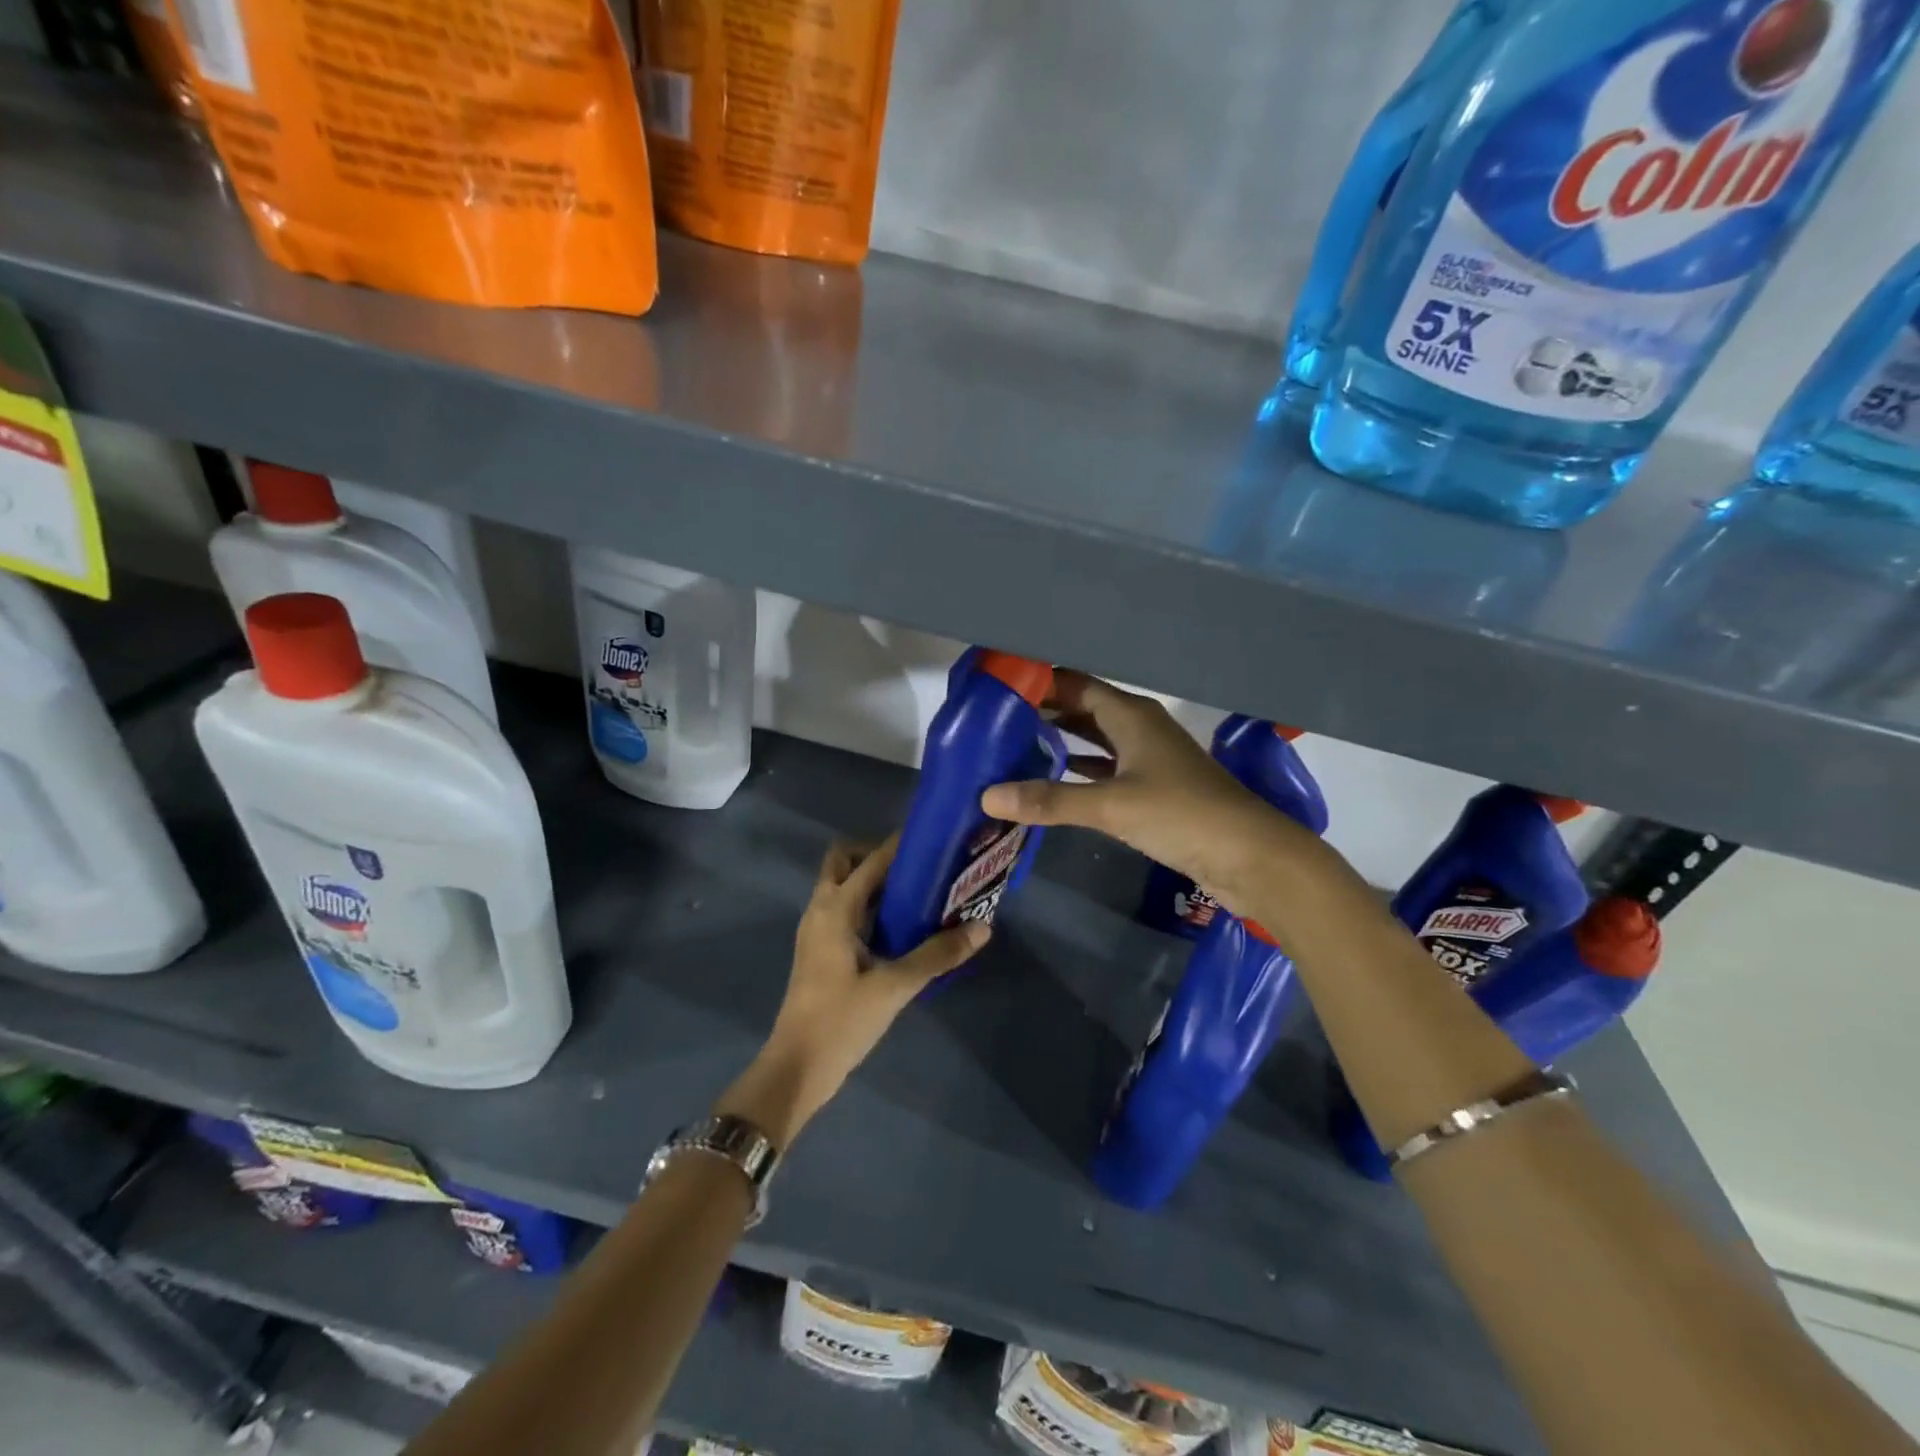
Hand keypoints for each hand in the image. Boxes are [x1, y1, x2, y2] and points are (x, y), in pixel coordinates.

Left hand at [716, 835, 987, 1147]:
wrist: (797, 1068)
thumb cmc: (841, 1020)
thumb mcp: (894, 987)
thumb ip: (938, 955)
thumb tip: (982, 927)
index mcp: (835, 908)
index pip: (872, 859)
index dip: (901, 844)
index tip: (935, 837)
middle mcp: (821, 909)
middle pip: (845, 861)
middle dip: (879, 855)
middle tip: (920, 867)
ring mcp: (817, 930)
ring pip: (843, 886)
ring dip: (875, 881)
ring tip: (920, 890)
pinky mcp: (821, 950)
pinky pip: (845, 910)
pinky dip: (870, 905)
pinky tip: (902, 925)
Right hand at [981, 671, 1292, 910]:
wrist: (1251, 856)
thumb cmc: (1183, 815)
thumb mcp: (1112, 806)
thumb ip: (1050, 800)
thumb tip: (987, 796)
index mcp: (1131, 716)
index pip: (1075, 685)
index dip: (1040, 682)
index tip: (998, 685)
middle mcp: (1138, 729)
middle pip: (1082, 710)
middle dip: (1043, 712)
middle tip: (994, 720)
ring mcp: (1148, 760)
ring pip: (1094, 741)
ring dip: (1059, 742)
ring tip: (1012, 746)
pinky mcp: (1153, 791)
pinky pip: (1105, 771)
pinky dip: (1078, 773)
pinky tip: (1051, 781)